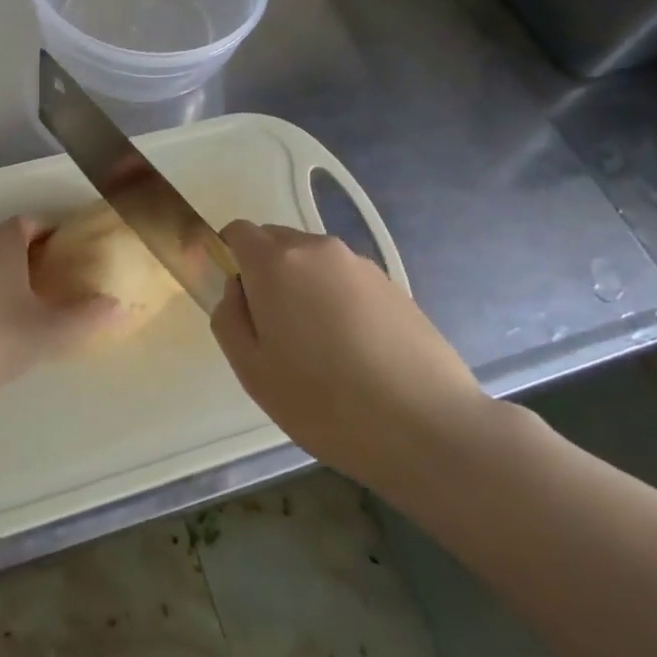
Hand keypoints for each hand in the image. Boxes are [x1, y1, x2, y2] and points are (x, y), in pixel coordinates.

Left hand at [0, 217, 119, 398]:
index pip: (33, 222)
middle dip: (32, 253)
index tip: (72, 255)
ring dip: (6, 271)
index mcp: (4, 240)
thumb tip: (121, 306)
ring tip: (28, 301)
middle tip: (56, 279)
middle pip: (9, 238)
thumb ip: (88, 318)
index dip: (54, 235)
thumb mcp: (50, 331)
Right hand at [211, 221, 487, 479]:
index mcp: (276, 263)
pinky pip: (346, 279)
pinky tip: (354, 349)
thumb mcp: (253, 371)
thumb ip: (229, 318)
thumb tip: (237, 290)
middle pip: (277, 241)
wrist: (427, 425)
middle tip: (274, 329)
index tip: (237, 298)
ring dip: (303, 286)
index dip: (230, 256)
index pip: (239, 231)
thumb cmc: (324, 402)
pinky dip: (337, 299)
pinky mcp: (393, 285)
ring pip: (313, 261)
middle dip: (265, 271)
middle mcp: (318, 250)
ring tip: (319, 345)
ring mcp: (360, 265)